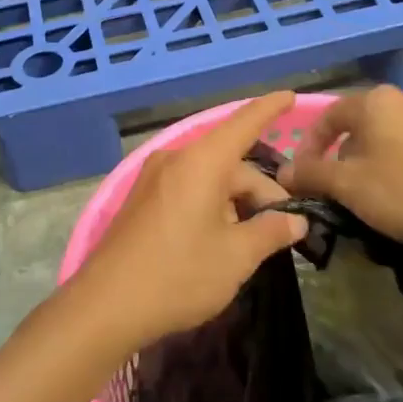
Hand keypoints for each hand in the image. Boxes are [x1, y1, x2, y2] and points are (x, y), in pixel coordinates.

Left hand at [70, 92, 308, 353]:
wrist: (106, 306)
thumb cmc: (179, 275)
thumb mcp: (236, 257)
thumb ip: (270, 232)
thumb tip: (296, 220)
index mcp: (201, 162)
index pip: (243, 124)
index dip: (269, 110)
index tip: (291, 96)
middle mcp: (175, 159)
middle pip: (229, 163)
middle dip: (259, 191)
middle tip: (283, 230)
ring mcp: (153, 178)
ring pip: (209, 178)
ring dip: (235, 202)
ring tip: (251, 242)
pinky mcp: (141, 199)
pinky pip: (187, 189)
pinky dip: (211, 205)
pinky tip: (218, 240)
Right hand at [278, 86, 402, 266]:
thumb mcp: (347, 185)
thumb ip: (311, 174)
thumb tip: (283, 173)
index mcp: (374, 101)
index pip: (327, 116)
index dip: (308, 146)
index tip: (302, 175)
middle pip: (357, 125)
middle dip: (338, 155)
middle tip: (332, 187)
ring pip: (384, 137)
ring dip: (366, 162)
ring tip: (364, 195)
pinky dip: (394, 166)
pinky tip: (399, 195)